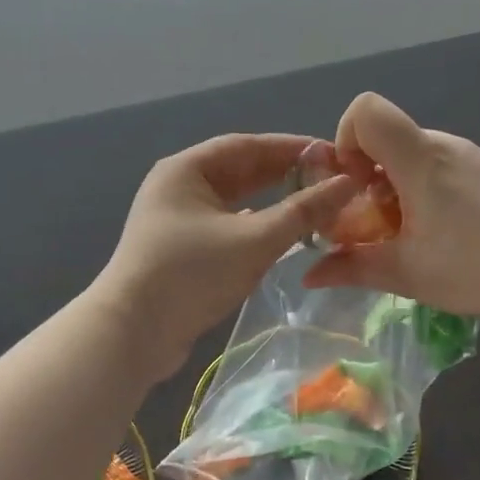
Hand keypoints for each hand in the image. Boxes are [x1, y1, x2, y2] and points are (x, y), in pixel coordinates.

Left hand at [95, 134, 356, 377]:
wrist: (132, 334)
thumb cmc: (192, 274)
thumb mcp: (254, 240)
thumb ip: (303, 211)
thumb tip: (347, 184)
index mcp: (186, 169)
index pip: (248, 145)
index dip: (292, 148)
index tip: (333, 154)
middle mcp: (179, 186)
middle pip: (241, 171)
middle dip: (285, 175)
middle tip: (331, 181)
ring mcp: (177, 219)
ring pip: (234, 201)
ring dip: (272, 202)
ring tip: (315, 205)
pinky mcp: (181, 249)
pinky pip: (227, 226)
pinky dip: (256, 226)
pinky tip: (283, 234)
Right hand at [303, 93, 479, 322]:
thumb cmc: (476, 267)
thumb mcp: (406, 273)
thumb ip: (351, 268)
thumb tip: (309, 275)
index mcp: (419, 158)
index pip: (366, 109)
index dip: (346, 139)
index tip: (354, 184)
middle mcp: (443, 144)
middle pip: (385, 135)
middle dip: (366, 174)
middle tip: (376, 223)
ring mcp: (468, 154)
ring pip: (410, 152)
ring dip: (394, 185)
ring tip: (410, 233)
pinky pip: (436, 164)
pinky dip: (420, 188)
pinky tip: (439, 229)